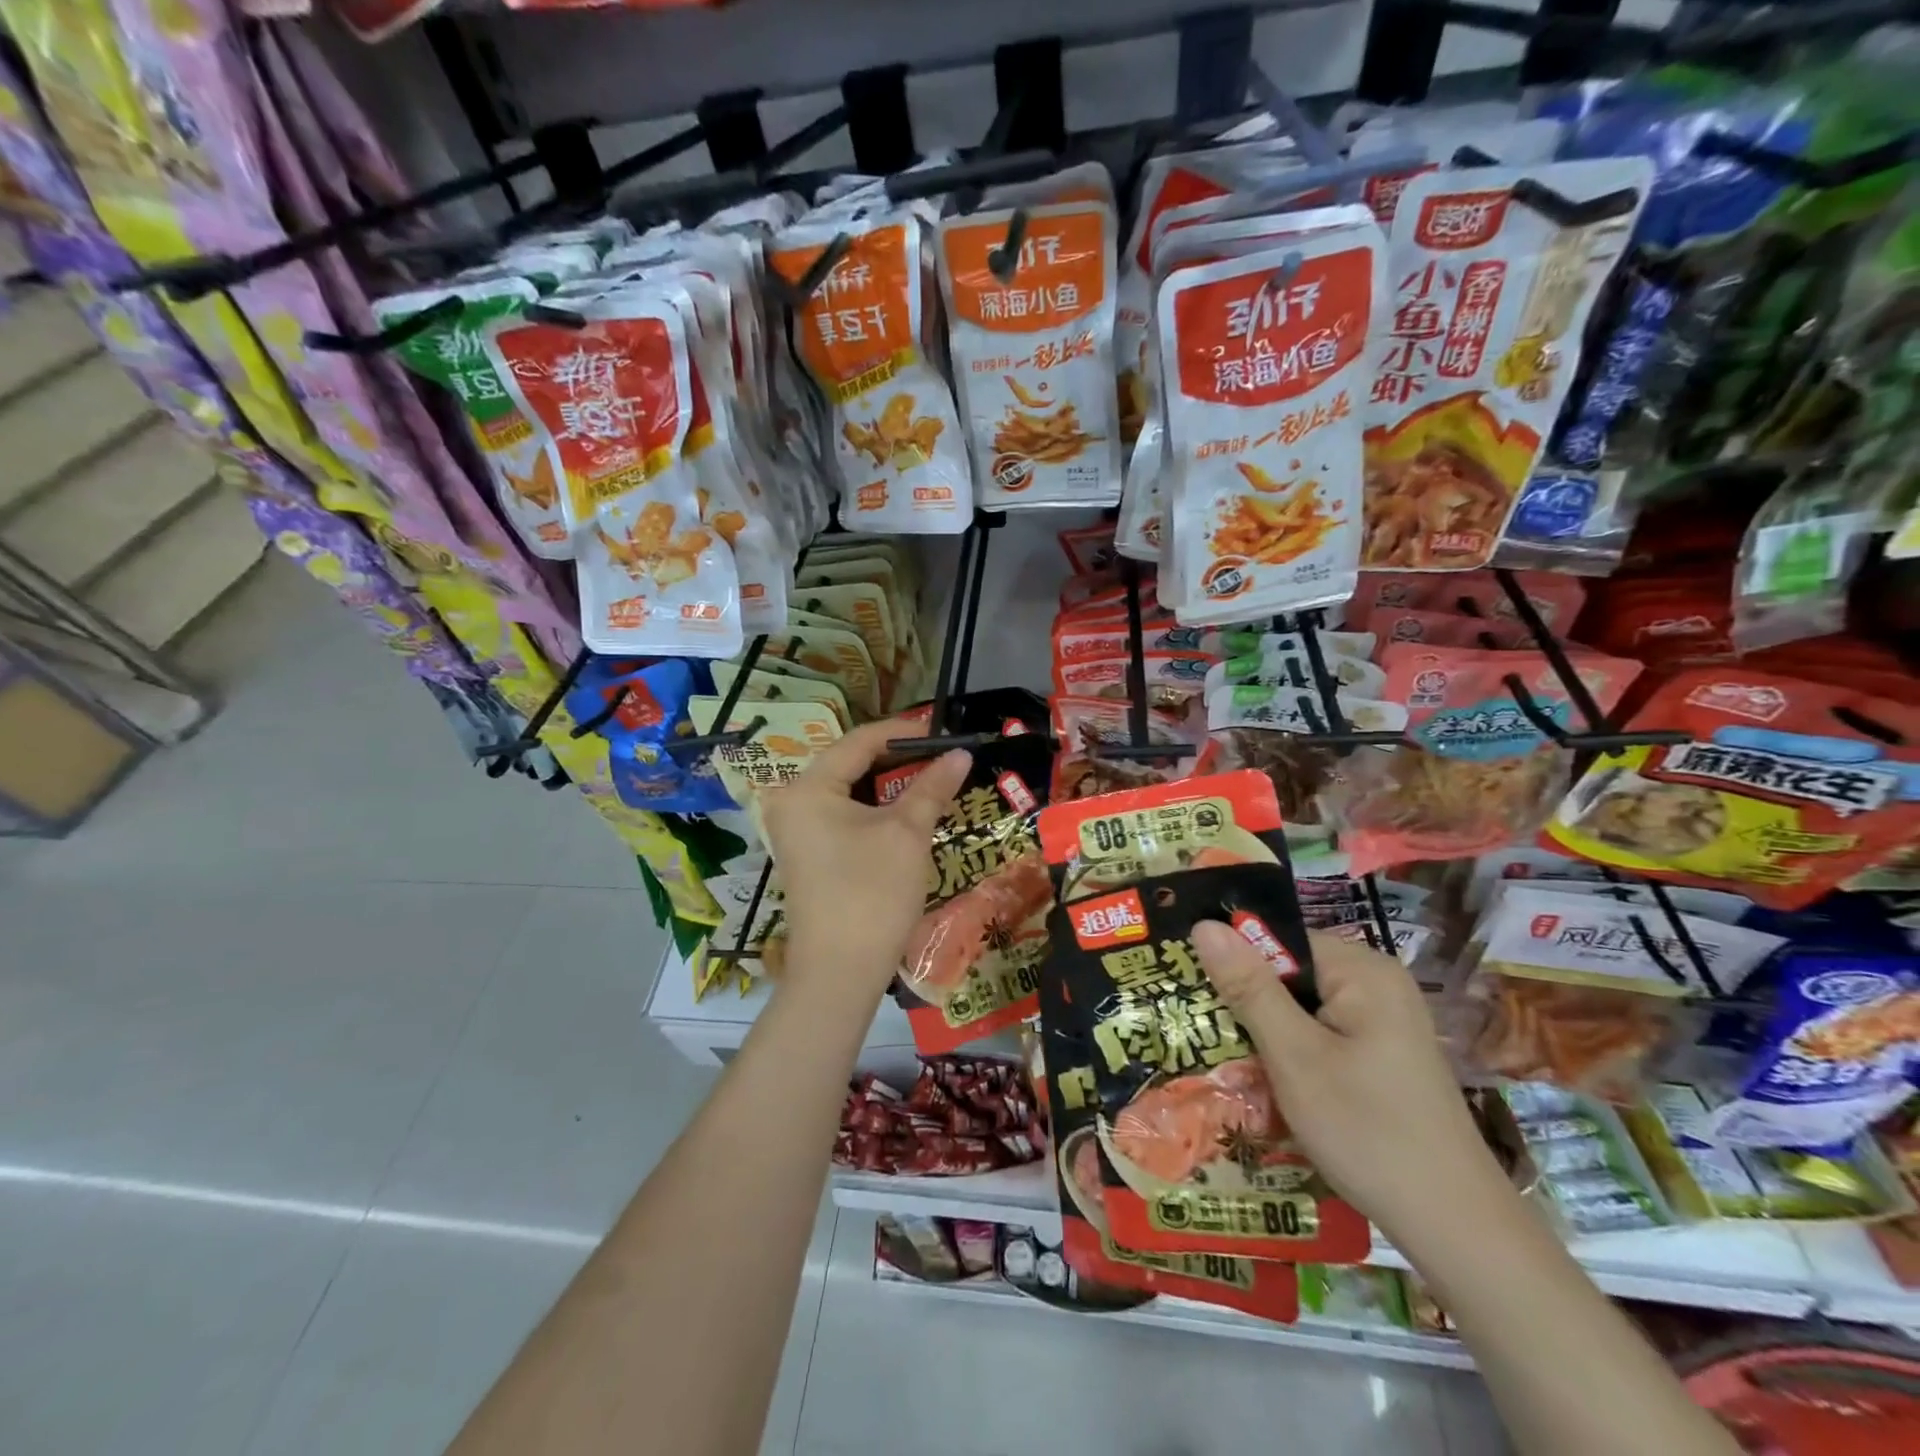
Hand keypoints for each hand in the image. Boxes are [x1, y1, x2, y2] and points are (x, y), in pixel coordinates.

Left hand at [760, 719, 971, 1002]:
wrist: (840, 973)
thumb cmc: (873, 893)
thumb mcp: (908, 833)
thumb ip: (932, 786)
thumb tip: (960, 754)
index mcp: (807, 787)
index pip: (859, 741)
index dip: (903, 732)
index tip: (942, 730)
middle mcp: (791, 802)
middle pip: (849, 764)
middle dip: (896, 759)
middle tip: (940, 755)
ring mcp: (793, 830)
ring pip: (847, 791)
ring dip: (887, 785)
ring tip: (928, 779)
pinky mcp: (804, 854)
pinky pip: (840, 815)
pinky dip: (872, 810)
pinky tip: (903, 811)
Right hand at [1190, 923, 1506, 1245]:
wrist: (1456, 1228)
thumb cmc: (1368, 1131)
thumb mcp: (1294, 1056)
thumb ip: (1248, 987)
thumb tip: (1203, 924)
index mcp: (1362, 969)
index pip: (1278, 941)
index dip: (1235, 964)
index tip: (1196, 996)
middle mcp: (1376, 983)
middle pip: (1289, 973)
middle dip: (1249, 1004)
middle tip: (1211, 1038)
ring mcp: (1384, 1020)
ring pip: (1301, 1007)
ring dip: (1267, 1034)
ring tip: (1235, 1065)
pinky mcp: (1383, 1053)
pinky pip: (1321, 1033)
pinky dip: (1293, 1053)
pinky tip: (1273, 1086)